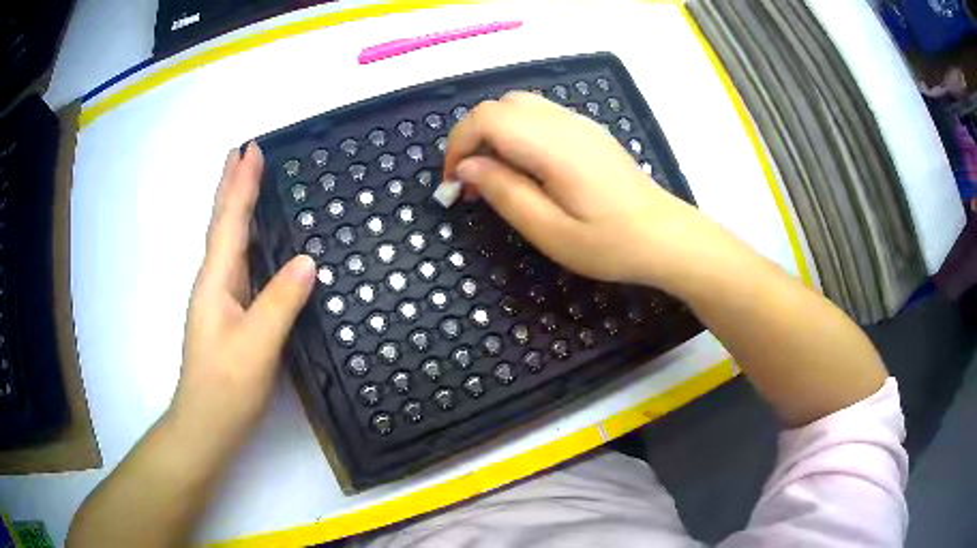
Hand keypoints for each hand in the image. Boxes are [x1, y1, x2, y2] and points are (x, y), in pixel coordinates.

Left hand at [172, 142, 314, 453]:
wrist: (208, 423)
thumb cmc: (227, 385)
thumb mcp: (257, 345)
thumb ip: (280, 301)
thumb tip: (307, 259)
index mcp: (216, 280)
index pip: (230, 221)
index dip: (241, 183)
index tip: (252, 147)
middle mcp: (215, 281)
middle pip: (223, 223)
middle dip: (232, 185)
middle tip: (243, 151)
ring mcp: (221, 298)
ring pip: (230, 241)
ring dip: (238, 206)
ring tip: (249, 181)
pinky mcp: (230, 313)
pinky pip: (240, 262)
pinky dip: (247, 237)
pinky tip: (258, 239)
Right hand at [443, 92, 706, 289]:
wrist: (666, 237)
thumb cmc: (611, 244)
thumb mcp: (550, 232)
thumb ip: (504, 192)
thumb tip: (466, 167)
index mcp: (553, 145)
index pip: (486, 119)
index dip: (458, 145)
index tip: (453, 185)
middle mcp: (564, 123)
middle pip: (499, 106)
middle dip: (472, 138)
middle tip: (471, 183)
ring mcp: (579, 124)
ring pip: (518, 107)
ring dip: (494, 135)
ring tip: (494, 176)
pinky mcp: (587, 132)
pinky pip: (539, 117)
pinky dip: (516, 134)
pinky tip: (525, 169)